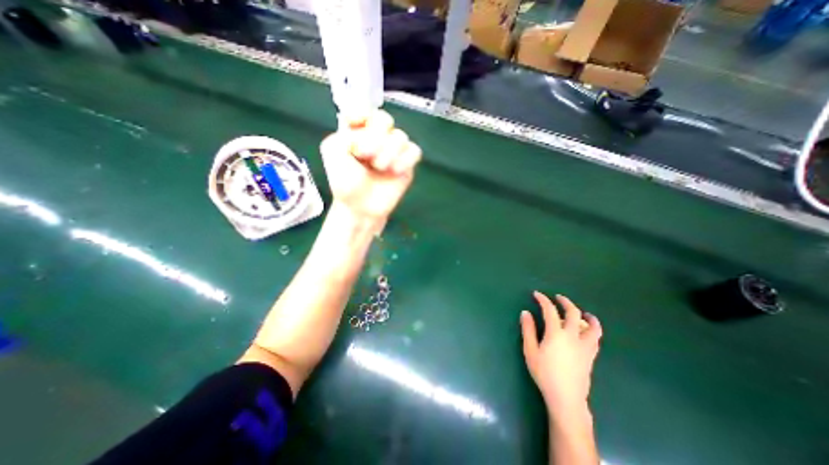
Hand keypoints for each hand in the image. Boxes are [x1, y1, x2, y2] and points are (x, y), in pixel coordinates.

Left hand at [319, 110, 420, 222]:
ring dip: (388, 152)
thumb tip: (368, 135)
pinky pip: (414, 151)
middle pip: (385, 119)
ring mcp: (393, 152)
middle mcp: (376, 139)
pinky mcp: (406, 165)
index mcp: (357, 134)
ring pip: (400, 136)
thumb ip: (346, 132)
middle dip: (375, 136)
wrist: (361, 208)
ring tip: (379, 168)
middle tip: (365, 154)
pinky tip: (395, 171)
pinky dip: (405, 160)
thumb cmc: (345, 183)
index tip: (355, 126)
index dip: (362, 114)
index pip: (364, 111)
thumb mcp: (333, 152)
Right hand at [523, 293, 602, 415]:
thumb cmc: (544, 373)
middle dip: (565, 302)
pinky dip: (592, 330)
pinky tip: (587, 331)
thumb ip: (528, 330)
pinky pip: (596, 338)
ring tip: (582, 313)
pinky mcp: (591, 355)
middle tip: (558, 298)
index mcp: (556, 333)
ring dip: (587, 316)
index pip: (550, 310)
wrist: (566, 397)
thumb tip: (525, 313)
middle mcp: (573, 336)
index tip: (537, 294)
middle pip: (573, 313)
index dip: (543, 300)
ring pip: (592, 326)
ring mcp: (585, 346)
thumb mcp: (530, 350)